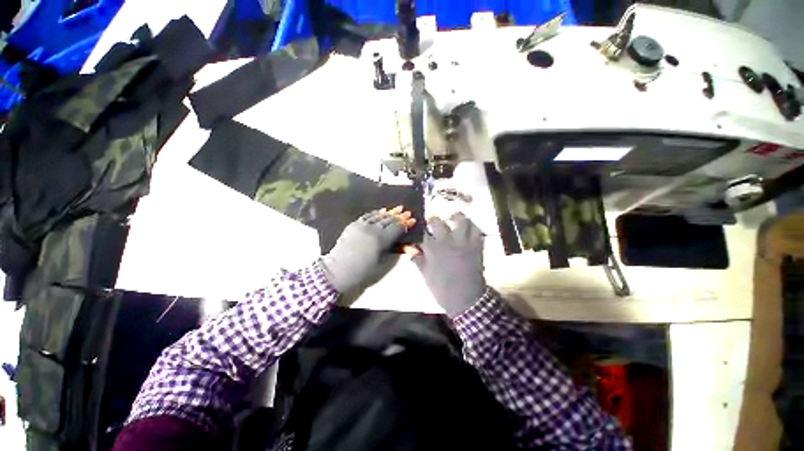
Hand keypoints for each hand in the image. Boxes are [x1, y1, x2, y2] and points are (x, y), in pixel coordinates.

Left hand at [321, 206, 415, 293]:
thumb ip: (396, 251)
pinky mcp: (354, 224)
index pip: (397, 228)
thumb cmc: (362, 271)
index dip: (405, 224)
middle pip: (389, 220)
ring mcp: (362, 225)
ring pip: (379, 216)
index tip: (412, 220)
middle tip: (407, 212)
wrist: (338, 270)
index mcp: (381, 239)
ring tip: (398, 208)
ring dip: (390, 212)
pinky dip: (376, 213)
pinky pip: (367, 215)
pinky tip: (381, 211)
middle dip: (400, 216)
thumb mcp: (382, 263)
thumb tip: (410, 246)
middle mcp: (372, 229)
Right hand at [404, 213, 485, 317]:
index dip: (420, 229)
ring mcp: (463, 242)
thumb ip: (417, 258)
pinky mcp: (476, 245)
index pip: (422, 232)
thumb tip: (409, 247)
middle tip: (433, 222)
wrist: (466, 299)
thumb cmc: (442, 288)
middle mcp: (447, 241)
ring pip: (460, 220)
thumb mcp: (426, 274)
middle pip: (438, 221)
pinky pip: (476, 230)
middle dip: (433, 220)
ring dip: (455, 217)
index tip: (420, 229)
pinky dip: (472, 226)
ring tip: (452, 218)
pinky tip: (467, 228)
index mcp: (432, 249)